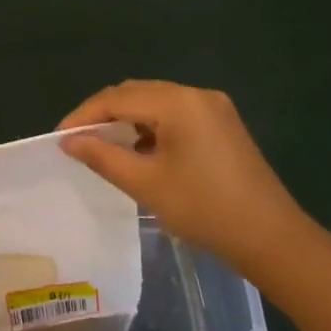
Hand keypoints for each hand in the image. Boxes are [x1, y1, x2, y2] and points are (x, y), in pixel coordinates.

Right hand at [59, 81, 313, 270]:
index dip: (84, 115)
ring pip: (155, 102)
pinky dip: (151, 126)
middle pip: (136, 93)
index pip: (117, 98)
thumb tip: (68, 141)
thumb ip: (102, 156)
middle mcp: (196, 94)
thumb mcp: (145, 184)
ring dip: (127, 119)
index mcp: (178, 103)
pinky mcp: (223, 124)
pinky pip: (175, 113)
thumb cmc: (203, 209)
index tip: (59, 137)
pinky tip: (139, 150)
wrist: (270, 237)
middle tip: (77, 141)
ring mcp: (214, 107)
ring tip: (103, 146)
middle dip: (103, 113)